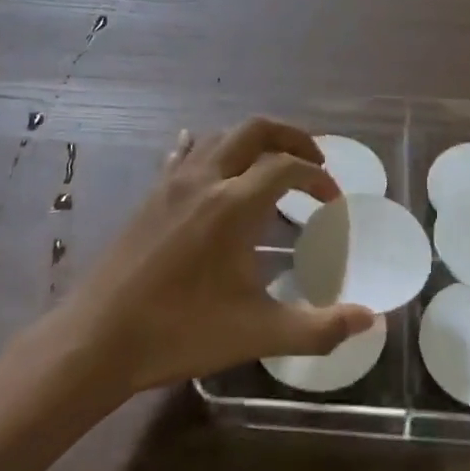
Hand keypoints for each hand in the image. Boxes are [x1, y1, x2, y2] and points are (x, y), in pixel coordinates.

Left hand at [60, 118, 375, 393]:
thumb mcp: (258, 333)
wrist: (98, 339)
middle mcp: (205, 180)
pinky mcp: (151, 196)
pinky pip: (184, 154)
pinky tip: (209, 162)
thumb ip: (319, 327)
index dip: (318, 179)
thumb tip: (371, 319)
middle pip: (255, 130)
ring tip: (271, 164)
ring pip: (219, 136)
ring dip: (252, 141)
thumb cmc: (181, 332)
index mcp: (234, 205)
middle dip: (291, 136)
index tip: (332, 202)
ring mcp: (172, 184)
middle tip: (313, 160)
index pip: (288, 168)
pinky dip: (208, 149)